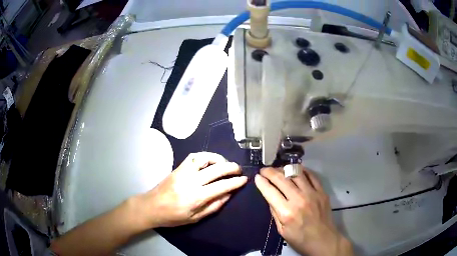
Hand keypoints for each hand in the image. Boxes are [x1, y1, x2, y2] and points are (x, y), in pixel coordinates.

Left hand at [137, 152, 247, 227]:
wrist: (151, 206)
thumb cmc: (173, 216)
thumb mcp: (195, 218)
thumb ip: (214, 206)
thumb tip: (229, 194)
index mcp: (196, 197)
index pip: (221, 186)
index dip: (235, 182)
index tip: (244, 179)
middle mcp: (191, 181)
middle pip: (216, 169)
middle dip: (231, 168)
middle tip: (239, 170)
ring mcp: (183, 172)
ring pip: (205, 158)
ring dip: (218, 159)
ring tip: (225, 164)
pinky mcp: (178, 167)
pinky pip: (193, 156)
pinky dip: (205, 156)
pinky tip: (210, 161)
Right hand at [254, 167, 352, 255]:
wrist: (323, 240)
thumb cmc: (300, 239)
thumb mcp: (281, 230)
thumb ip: (275, 212)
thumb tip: (269, 196)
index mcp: (286, 212)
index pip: (270, 192)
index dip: (261, 182)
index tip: (257, 177)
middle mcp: (299, 199)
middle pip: (282, 179)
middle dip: (270, 172)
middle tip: (264, 170)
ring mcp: (312, 193)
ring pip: (296, 173)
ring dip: (284, 169)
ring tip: (278, 169)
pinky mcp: (322, 191)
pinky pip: (311, 175)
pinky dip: (302, 170)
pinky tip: (296, 169)